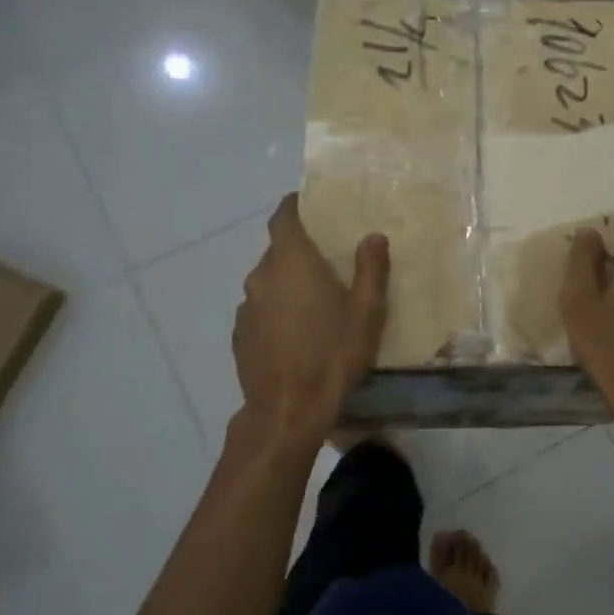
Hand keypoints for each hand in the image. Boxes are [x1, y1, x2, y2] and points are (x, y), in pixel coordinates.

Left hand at [233, 194, 388, 438]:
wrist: (287, 410)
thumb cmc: (332, 354)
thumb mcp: (366, 313)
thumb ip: (371, 269)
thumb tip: (373, 236)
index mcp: (291, 262)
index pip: (283, 218)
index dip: (294, 206)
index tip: (309, 204)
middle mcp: (261, 276)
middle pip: (277, 250)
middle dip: (299, 250)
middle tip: (327, 260)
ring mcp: (246, 307)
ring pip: (268, 282)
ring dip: (287, 283)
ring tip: (314, 301)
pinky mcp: (240, 335)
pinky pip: (260, 309)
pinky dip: (276, 310)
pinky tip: (295, 332)